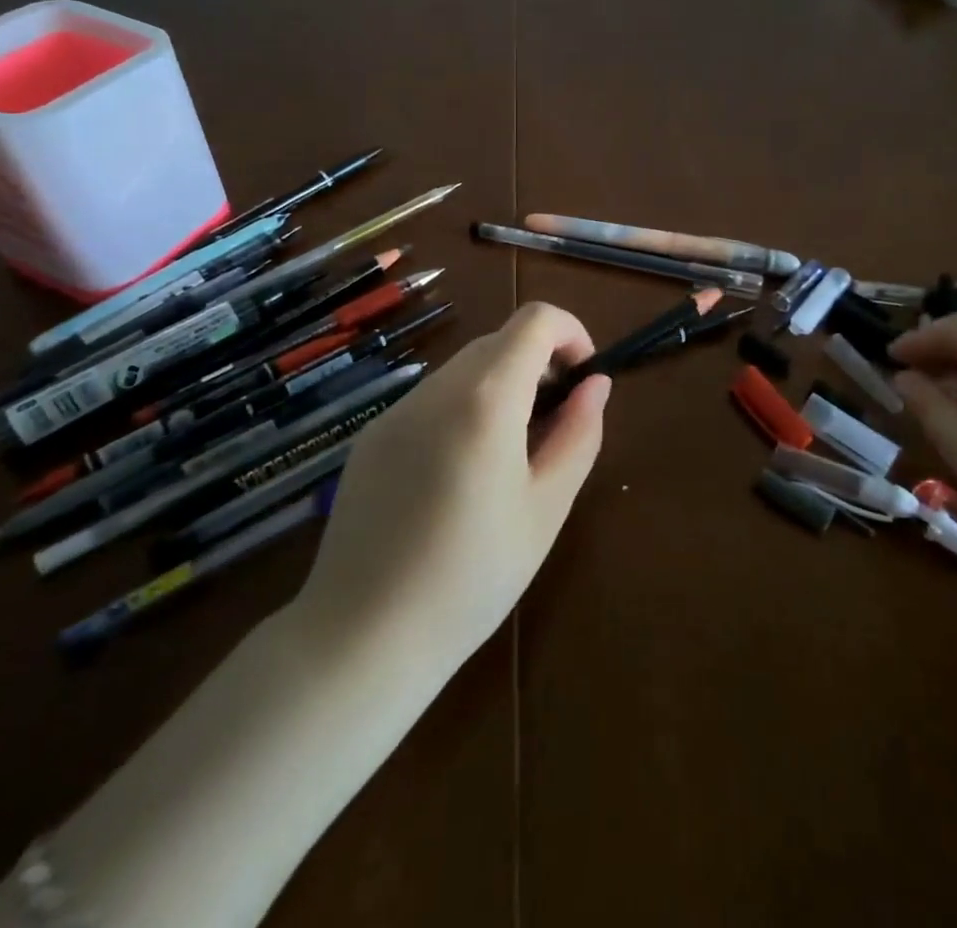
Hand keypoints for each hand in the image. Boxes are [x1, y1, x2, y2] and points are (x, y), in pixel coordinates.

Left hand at [297, 302, 610, 668]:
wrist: (361, 637)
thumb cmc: (472, 577)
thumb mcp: (546, 508)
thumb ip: (579, 434)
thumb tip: (594, 385)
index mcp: (485, 399)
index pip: (536, 319)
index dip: (571, 333)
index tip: (582, 380)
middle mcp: (436, 388)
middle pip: (500, 341)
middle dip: (538, 365)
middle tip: (552, 429)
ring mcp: (397, 410)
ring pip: (465, 369)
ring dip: (500, 388)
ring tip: (507, 459)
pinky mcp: (372, 435)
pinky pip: (431, 400)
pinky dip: (462, 410)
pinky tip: (457, 476)